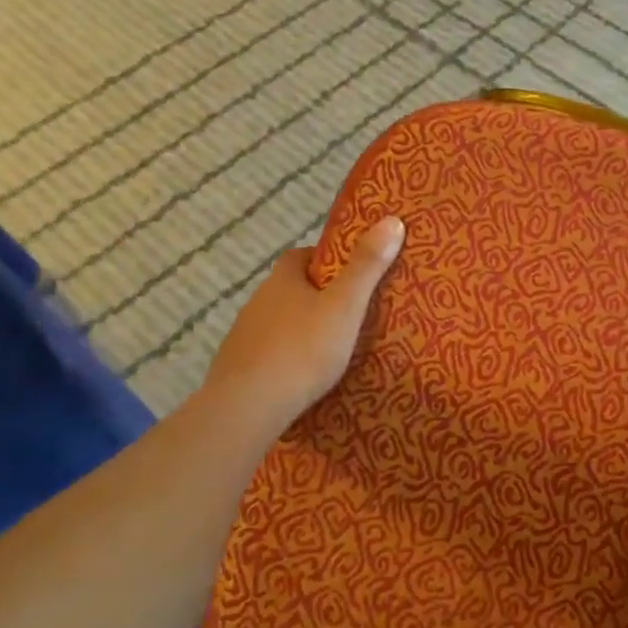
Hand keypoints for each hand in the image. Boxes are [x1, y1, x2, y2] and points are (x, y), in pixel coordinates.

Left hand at [203, 216, 405, 435]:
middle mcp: (258, 302)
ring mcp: (243, 336)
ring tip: (331, 348)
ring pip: (277, 322)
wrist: (247, 407)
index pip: (300, 256)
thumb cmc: (303, 350)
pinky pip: (267, 354)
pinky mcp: (237, 369)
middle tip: (348, 313)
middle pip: (289, 289)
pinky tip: (302, 377)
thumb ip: (367, 266)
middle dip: (315, 296)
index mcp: (283, 281)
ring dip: (299, 328)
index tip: (350, 272)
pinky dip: (285, 358)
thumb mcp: (345, 306)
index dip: (324, 259)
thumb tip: (391, 219)